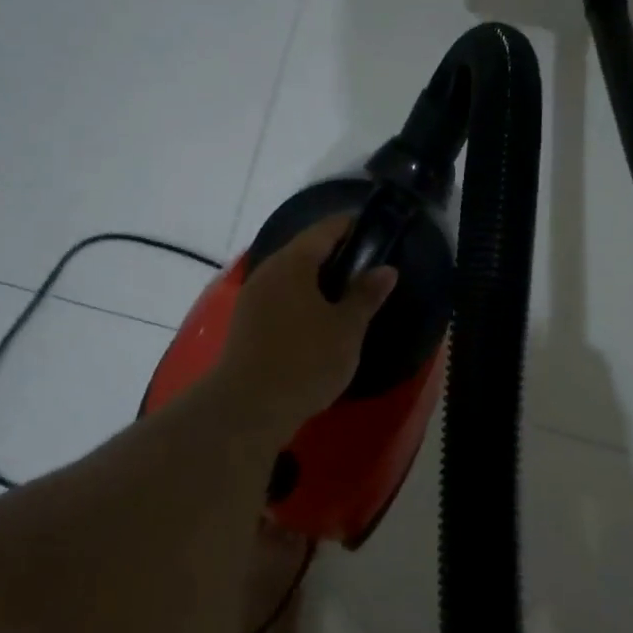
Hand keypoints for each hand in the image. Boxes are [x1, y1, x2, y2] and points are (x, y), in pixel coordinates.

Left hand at [214, 215, 396, 435]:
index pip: (325, 229)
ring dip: (319, 278)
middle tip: (368, 264)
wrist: (247, 408)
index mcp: (293, 263)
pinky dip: (303, 297)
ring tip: (349, 291)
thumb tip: (386, 269)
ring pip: (292, 275)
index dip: (351, 225)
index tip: (375, 228)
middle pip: (305, 250)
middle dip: (336, 252)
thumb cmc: (304, 362)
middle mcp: (268, 271)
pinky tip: (320, 316)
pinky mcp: (246, 322)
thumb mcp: (346, 329)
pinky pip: (281, 296)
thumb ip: (366, 295)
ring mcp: (253, 296)